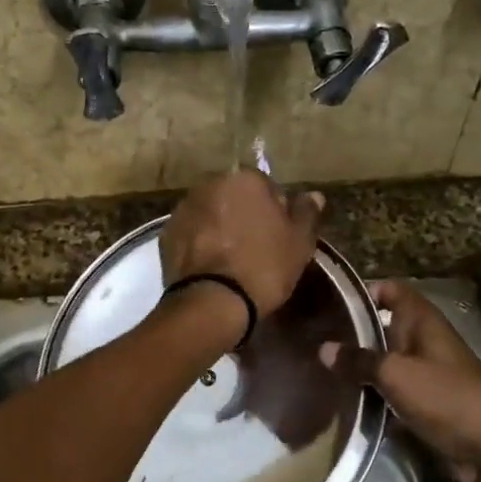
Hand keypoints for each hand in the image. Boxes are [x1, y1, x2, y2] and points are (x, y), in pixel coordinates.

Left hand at [160, 172, 324, 317]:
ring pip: (211, 213)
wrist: (213, 302)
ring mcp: (184, 208)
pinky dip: (200, 243)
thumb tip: (313, 195)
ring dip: (220, 227)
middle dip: (244, 215)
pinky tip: (211, 267)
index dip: (275, 211)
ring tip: (231, 260)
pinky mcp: (166, 233)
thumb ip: (306, 213)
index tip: (278, 236)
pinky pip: (192, 233)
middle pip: (234, 197)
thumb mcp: (299, 243)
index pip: (266, 187)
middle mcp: (210, 184)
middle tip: (256, 248)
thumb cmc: (264, 267)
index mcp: (244, 179)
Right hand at [322, 280, 480, 481]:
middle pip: (383, 326)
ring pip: (384, 361)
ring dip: (359, 367)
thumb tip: (323, 348)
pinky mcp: (424, 404)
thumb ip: (359, 360)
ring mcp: (424, 373)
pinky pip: (391, 392)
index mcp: (422, 321)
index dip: (363, 291)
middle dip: (352, 332)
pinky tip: (341, 400)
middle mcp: (423, 341)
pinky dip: (371, 395)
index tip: (329, 302)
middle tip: (313, 338)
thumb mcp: (396, 374)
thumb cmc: (446, 397)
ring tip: (318, 369)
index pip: (390, 290)